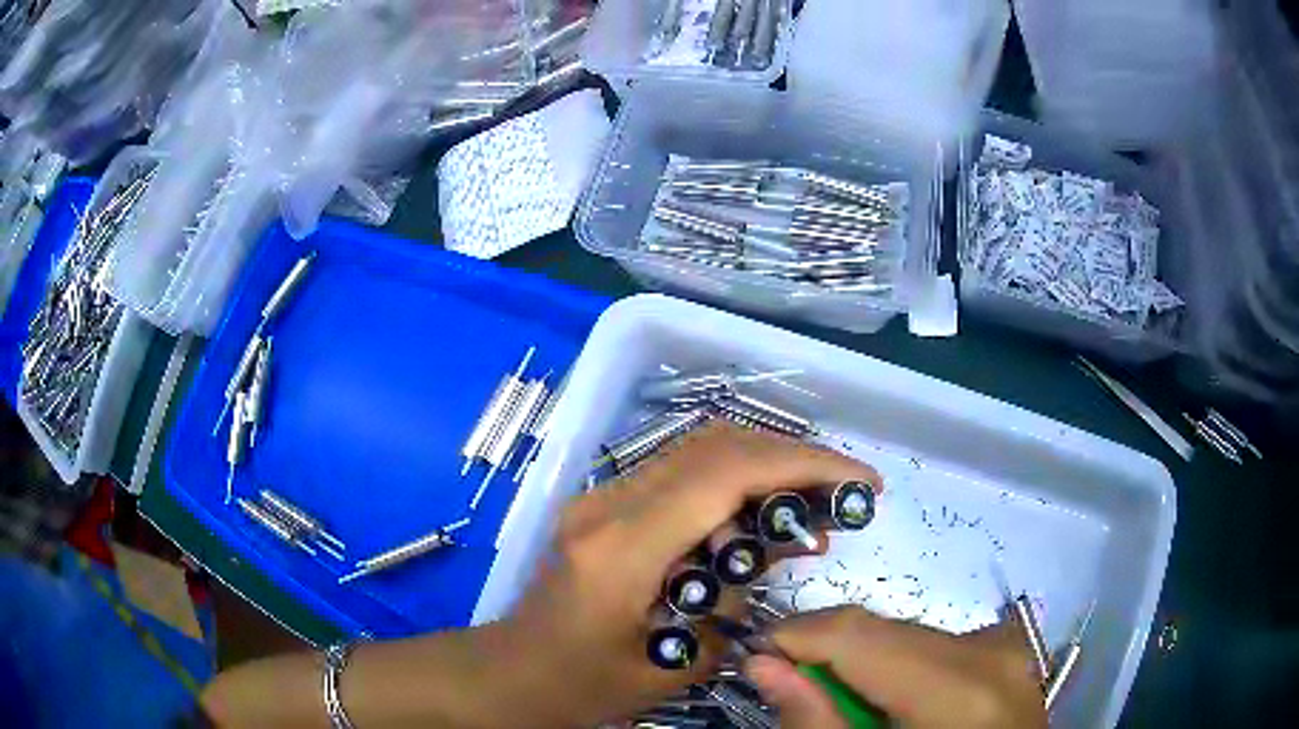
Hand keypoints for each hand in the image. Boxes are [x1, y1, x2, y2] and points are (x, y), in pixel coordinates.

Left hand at [496, 422, 880, 726]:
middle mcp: (609, 504)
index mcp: (623, 547)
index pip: (725, 474)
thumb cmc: (586, 684)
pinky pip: (682, 472)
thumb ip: (738, 599)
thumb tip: (792, 543)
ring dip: (766, 463)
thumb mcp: (676, 660)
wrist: (514, 673)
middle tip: (844, 490)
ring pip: (700, 449)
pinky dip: (735, 480)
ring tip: (814, 501)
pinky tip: (761, 515)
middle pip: (716, 446)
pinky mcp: (605, 504)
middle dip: (794, 457)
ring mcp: (601, 496)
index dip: (803, 464)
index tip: (859, 481)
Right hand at [745, 606, 1047, 728]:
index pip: (859, 634)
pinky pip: (934, 643)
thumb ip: (814, 722)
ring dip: (862, 660)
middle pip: (883, 630)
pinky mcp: (1008, 651)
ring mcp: (1005, 648)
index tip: (755, 655)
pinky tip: (890, 701)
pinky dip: (898, 666)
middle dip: (827, 653)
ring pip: (906, 633)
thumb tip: (762, 664)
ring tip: (846, 703)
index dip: (796, 637)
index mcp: (959, 692)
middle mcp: (990, 654)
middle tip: (793, 687)